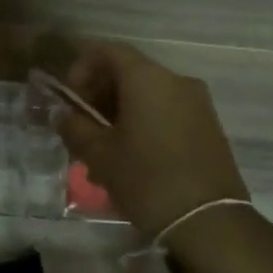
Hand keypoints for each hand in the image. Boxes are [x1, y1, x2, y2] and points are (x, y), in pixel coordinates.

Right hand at [55, 42, 253, 241]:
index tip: (71, 98)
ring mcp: (197, 103)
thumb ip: (75, 127)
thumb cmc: (147, 179)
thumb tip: (62, 114)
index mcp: (147, 78)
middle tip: (83, 125)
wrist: (209, 221)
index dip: (82, 68)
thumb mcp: (100, 155)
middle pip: (129, 71)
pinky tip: (133, 156)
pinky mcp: (209, 126)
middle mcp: (175, 80)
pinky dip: (145, 121)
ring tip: (105, 147)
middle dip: (101, 93)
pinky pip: (168, 110)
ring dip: (122, 111)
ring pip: (149, 94)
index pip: (108, 51)